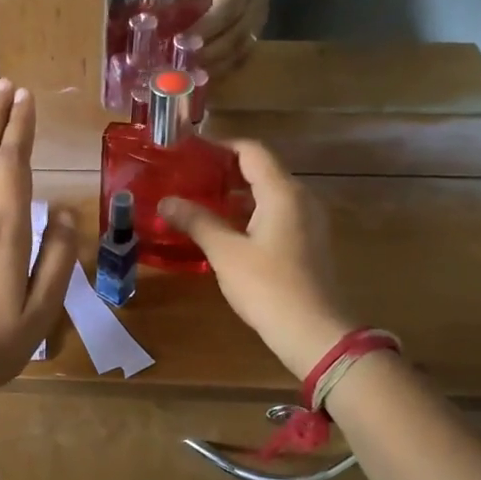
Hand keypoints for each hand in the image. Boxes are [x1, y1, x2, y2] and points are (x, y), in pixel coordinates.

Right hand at [159, 140, 353, 379]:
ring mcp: (308, 221)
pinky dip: (249, 213)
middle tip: (188, 176)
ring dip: (236, 194)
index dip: (220, 146)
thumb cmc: (268, 286)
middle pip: (261, 170)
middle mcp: (300, 198)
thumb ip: (196, 221)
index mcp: (282, 192)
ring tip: (199, 201)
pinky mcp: (307, 243)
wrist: (314, 333)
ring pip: (268, 194)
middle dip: (224, 170)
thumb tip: (166, 201)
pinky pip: (276, 214)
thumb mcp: (225, 252)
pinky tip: (224, 229)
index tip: (189, 150)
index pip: (251, 151)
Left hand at [181, 0, 271, 75]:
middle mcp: (256, 0)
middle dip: (209, 54)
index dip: (205, 30)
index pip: (226, 9)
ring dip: (215, 65)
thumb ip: (182, 2)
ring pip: (242, 49)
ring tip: (191, 76)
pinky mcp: (259, 31)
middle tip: (183, 66)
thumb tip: (157, 30)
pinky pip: (243, 54)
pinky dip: (223, 66)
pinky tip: (204, 75)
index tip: (181, 44)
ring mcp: (261, 18)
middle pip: (236, 34)